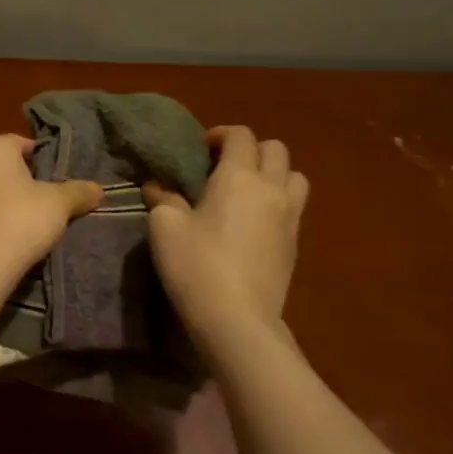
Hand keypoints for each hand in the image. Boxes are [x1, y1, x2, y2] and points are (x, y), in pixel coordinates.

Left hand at [0, 134, 100, 271]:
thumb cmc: (22, 219)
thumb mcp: (59, 203)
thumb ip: (79, 191)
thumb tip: (98, 189)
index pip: (21, 144)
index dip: (42, 161)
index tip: (55, 181)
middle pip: (0, 164)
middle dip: (19, 179)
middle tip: (43, 201)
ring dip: (0, 198)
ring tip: (23, 221)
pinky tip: (3, 235)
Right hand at [144, 125, 307, 333]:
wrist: (237, 319)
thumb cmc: (196, 265)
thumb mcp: (165, 227)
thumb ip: (163, 199)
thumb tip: (157, 186)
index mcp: (239, 176)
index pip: (241, 135)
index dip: (221, 134)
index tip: (201, 149)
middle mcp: (271, 188)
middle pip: (275, 149)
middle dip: (250, 149)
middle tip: (223, 166)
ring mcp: (290, 217)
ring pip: (294, 176)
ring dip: (273, 174)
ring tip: (247, 191)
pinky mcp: (295, 244)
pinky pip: (294, 206)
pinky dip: (278, 201)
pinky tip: (254, 222)